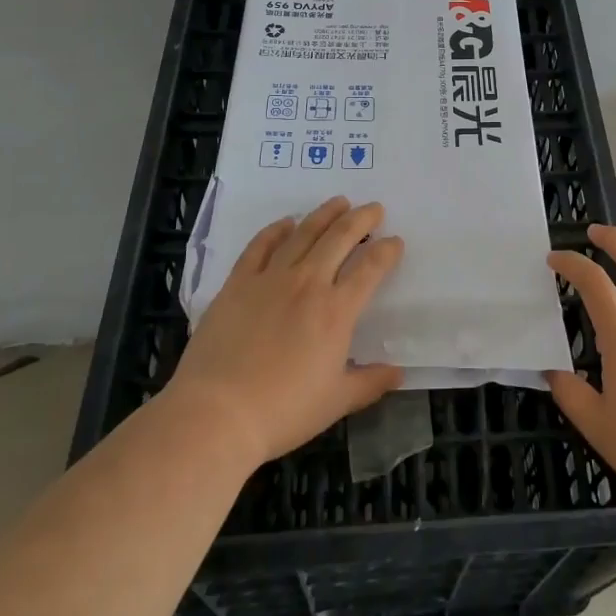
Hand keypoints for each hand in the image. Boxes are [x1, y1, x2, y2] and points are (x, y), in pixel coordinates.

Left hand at [165, 197, 404, 468]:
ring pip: (303, 234)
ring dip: (324, 214)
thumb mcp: (336, 402)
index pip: (370, 268)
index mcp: (336, 311)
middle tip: (374, 208)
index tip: (396, 241)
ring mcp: (270, 279)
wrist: (216, 414)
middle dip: (361, 219)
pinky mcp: (237, 284)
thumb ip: (370, 382)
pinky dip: (275, 230)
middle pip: (340, 238)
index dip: (387, 251)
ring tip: (338, 202)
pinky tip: (285, 223)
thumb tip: (399, 373)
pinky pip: (260, 246)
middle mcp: (308, 284)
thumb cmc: (282, 411)